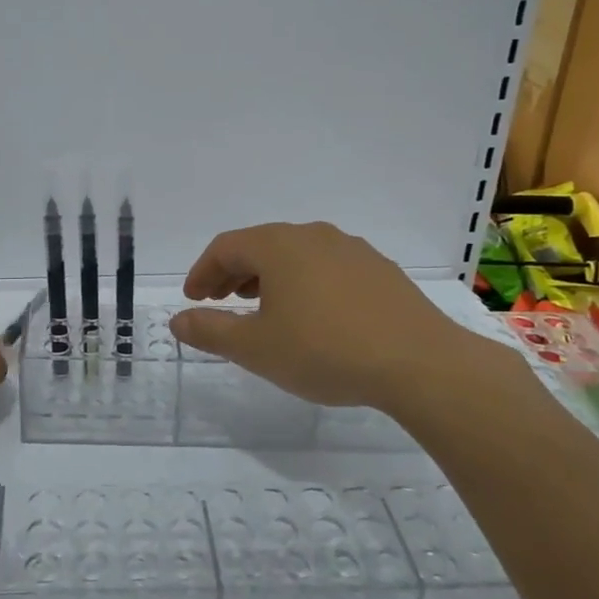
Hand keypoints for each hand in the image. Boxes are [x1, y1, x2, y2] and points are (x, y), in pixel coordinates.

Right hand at [169, 222, 514, 417]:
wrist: (420, 363)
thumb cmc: (325, 350)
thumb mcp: (257, 348)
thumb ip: (212, 331)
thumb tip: (177, 320)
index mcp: (278, 246)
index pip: (225, 247)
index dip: (202, 272)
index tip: (193, 299)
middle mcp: (312, 235)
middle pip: (260, 246)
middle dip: (233, 273)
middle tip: (219, 301)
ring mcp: (351, 249)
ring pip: (295, 255)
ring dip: (268, 277)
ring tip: (261, 307)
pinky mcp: (379, 270)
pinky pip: (327, 267)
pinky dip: (304, 282)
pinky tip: (312, 314)